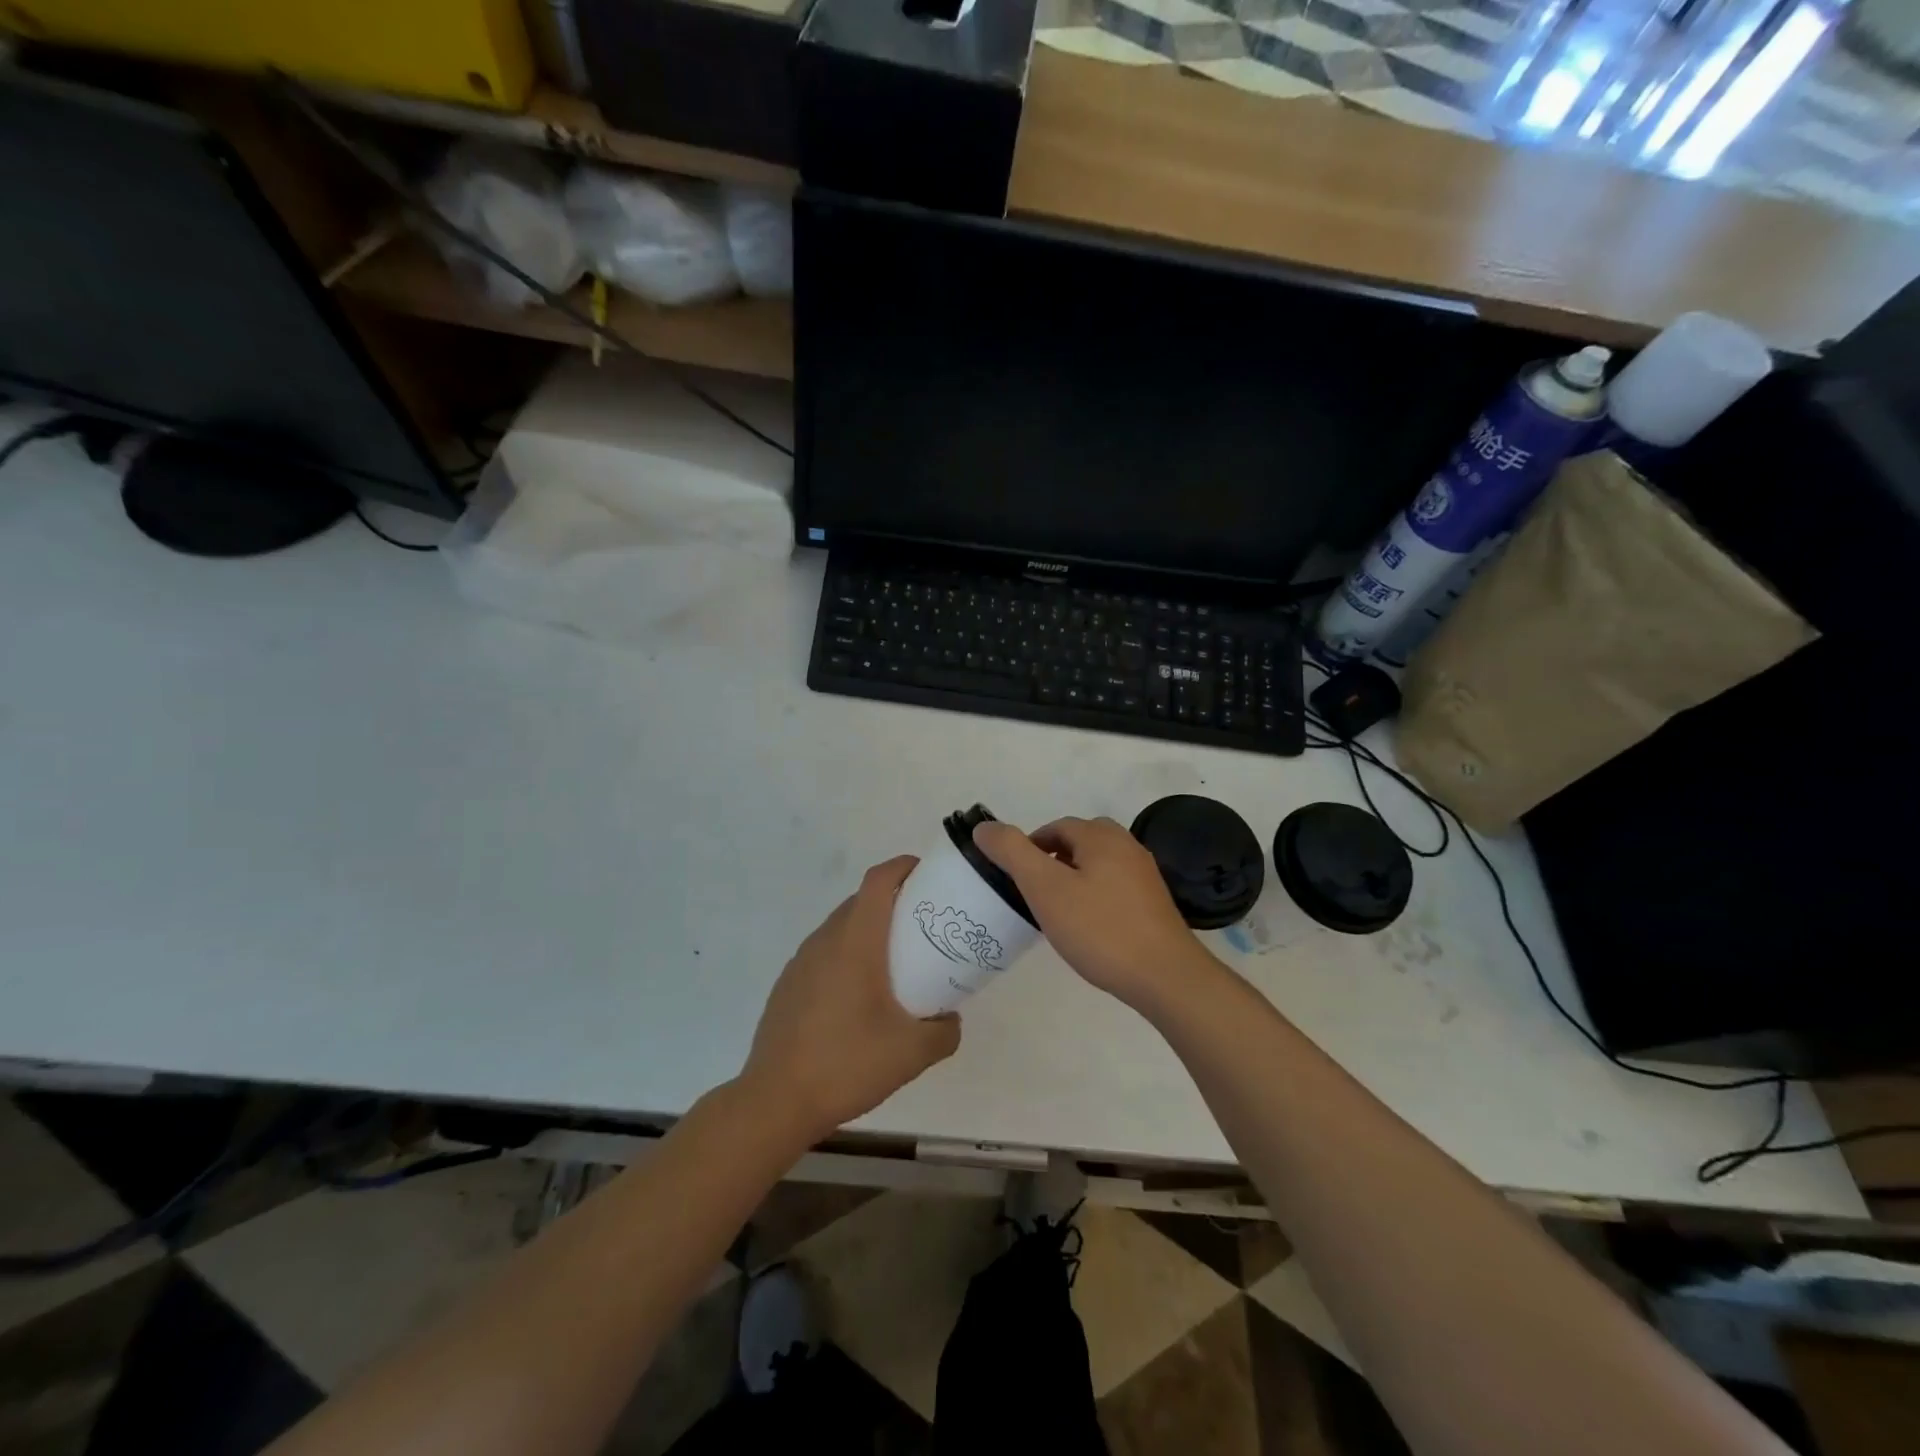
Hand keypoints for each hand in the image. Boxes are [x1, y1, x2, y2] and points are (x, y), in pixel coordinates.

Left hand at [740, 856, 961, 1143]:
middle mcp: (825, 940)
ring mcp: (801, 962)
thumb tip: (950, 1019)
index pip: (878, 880)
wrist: (776, 1101)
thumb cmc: (847, 1063)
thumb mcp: (912, 1053)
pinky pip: (825, 954)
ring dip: (870, 931)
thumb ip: (944, 1031)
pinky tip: (860, 997)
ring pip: (842, 928)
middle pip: (862, 901)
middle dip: (895, 901)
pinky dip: (848, 956)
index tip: (930, 876)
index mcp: (855, 941)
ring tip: (897, 962)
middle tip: (925, 925)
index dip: (904, 867)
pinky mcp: (788, 985)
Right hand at [974, 816, 1208, 1010]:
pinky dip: (1094, 897)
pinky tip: (1089, 927)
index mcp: (1101, 836)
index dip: (1029, 848)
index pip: (1055, 827)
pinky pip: (1114, 887)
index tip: (1015, 880)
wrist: (1165, 977)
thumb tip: (984, 827)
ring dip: (1074, 879)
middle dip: (1052, 861)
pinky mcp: (1153, 903)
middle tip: (1035, 894)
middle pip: (1079, 842)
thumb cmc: (1099, 929)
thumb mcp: (1045, 888)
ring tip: (1058, 913)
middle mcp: (1127, 846)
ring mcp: (1144, 875)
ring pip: (1097, 865)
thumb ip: (1012, 853)